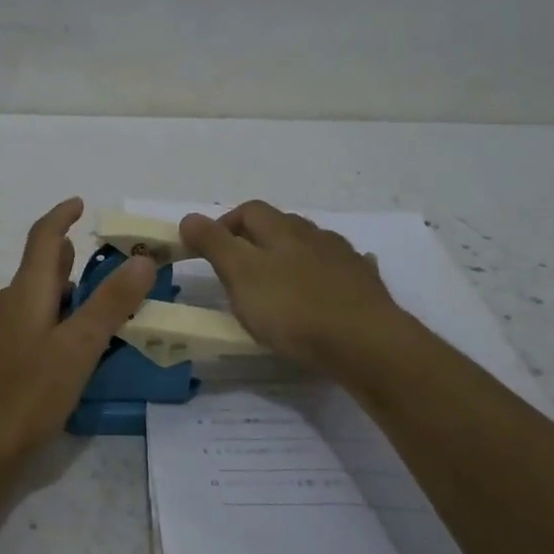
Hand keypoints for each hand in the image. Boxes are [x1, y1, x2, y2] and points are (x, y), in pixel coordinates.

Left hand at [0, 198, 156, 476]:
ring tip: (95, 321)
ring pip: (31, 303)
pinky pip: (22, 329)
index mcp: (24, 292)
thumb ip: (110, 303)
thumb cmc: (26, 395)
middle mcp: (2, 305)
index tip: (79, 204)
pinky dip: (47, 326)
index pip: (42, 238)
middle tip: (107, 275)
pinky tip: (61, 357)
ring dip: (61, 301)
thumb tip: (141, 258)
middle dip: (69, 265)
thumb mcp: (78, 348)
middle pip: (38, 271)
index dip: (61, 217)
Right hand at [179, 201, 408, 374]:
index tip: (209, 249)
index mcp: (282, 230)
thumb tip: (189, 217)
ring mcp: (344, 258)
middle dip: (257, 240)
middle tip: (239, 270)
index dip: (225, 224)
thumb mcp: (241, 275)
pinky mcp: (365, 284)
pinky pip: (341, 269)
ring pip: (311, 246)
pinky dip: (326, 274)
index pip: (248, 210)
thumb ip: (214, 244)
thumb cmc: (293, 309)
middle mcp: (314, 234)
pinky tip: (326, 290)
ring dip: (292, 256)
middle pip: (281, 225)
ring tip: (279, 284)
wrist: (365, 342)